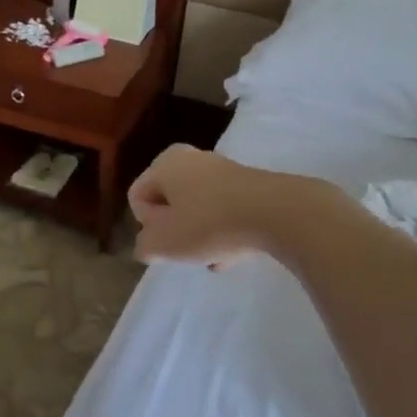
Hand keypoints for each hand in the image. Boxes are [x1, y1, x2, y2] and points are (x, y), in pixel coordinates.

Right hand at [127, 145, 324, 269]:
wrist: (278, 214)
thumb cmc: (209, 224)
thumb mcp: (163, 244)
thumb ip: (144, 246)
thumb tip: (148, 245)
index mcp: (165, 163)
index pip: (137, 198)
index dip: (147, 225)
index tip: (167, 238)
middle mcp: (192, 158)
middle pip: (169, 203)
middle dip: (175, 231)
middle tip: (187, 249)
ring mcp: (224, 170)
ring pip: (198, 210)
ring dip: (199, 236)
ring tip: (213, 257)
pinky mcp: (251, 186)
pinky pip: (225, 212)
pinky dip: (224, 232)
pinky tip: (232, 254)